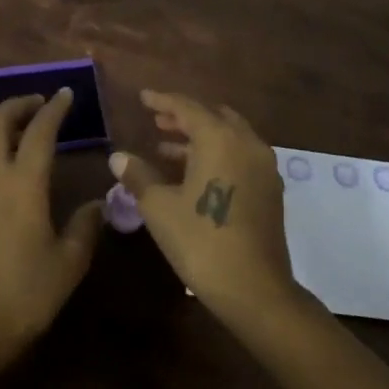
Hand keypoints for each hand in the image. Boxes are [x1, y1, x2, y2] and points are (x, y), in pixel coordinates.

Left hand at [0, 89, 103, 374]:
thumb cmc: (23, 295)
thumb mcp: (67, 265)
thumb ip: (84, 228)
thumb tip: (97, 203)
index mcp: (23, 183)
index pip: (40, 131)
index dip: (54, 108)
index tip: (66, 93)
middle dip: (18, 104)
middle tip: (39, 103)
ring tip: (20, 129)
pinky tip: (1, 163)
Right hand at [110, 90, 297, 320]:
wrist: (255, 291)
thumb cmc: (201, 241)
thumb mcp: (160, 207)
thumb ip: (138, 176)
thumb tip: (117, 157)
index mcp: (220, 138)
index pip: (187, 107)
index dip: (162, 100)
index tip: (143, 97)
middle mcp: (246, 143)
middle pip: (213, 116)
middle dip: (184, 116)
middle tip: (156, 121)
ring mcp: (263, 166)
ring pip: (229, 136)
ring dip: (199, 137)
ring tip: (166, 147)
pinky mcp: (270, 190)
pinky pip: (240, 155)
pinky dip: (217, 154)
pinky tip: (193, 173)